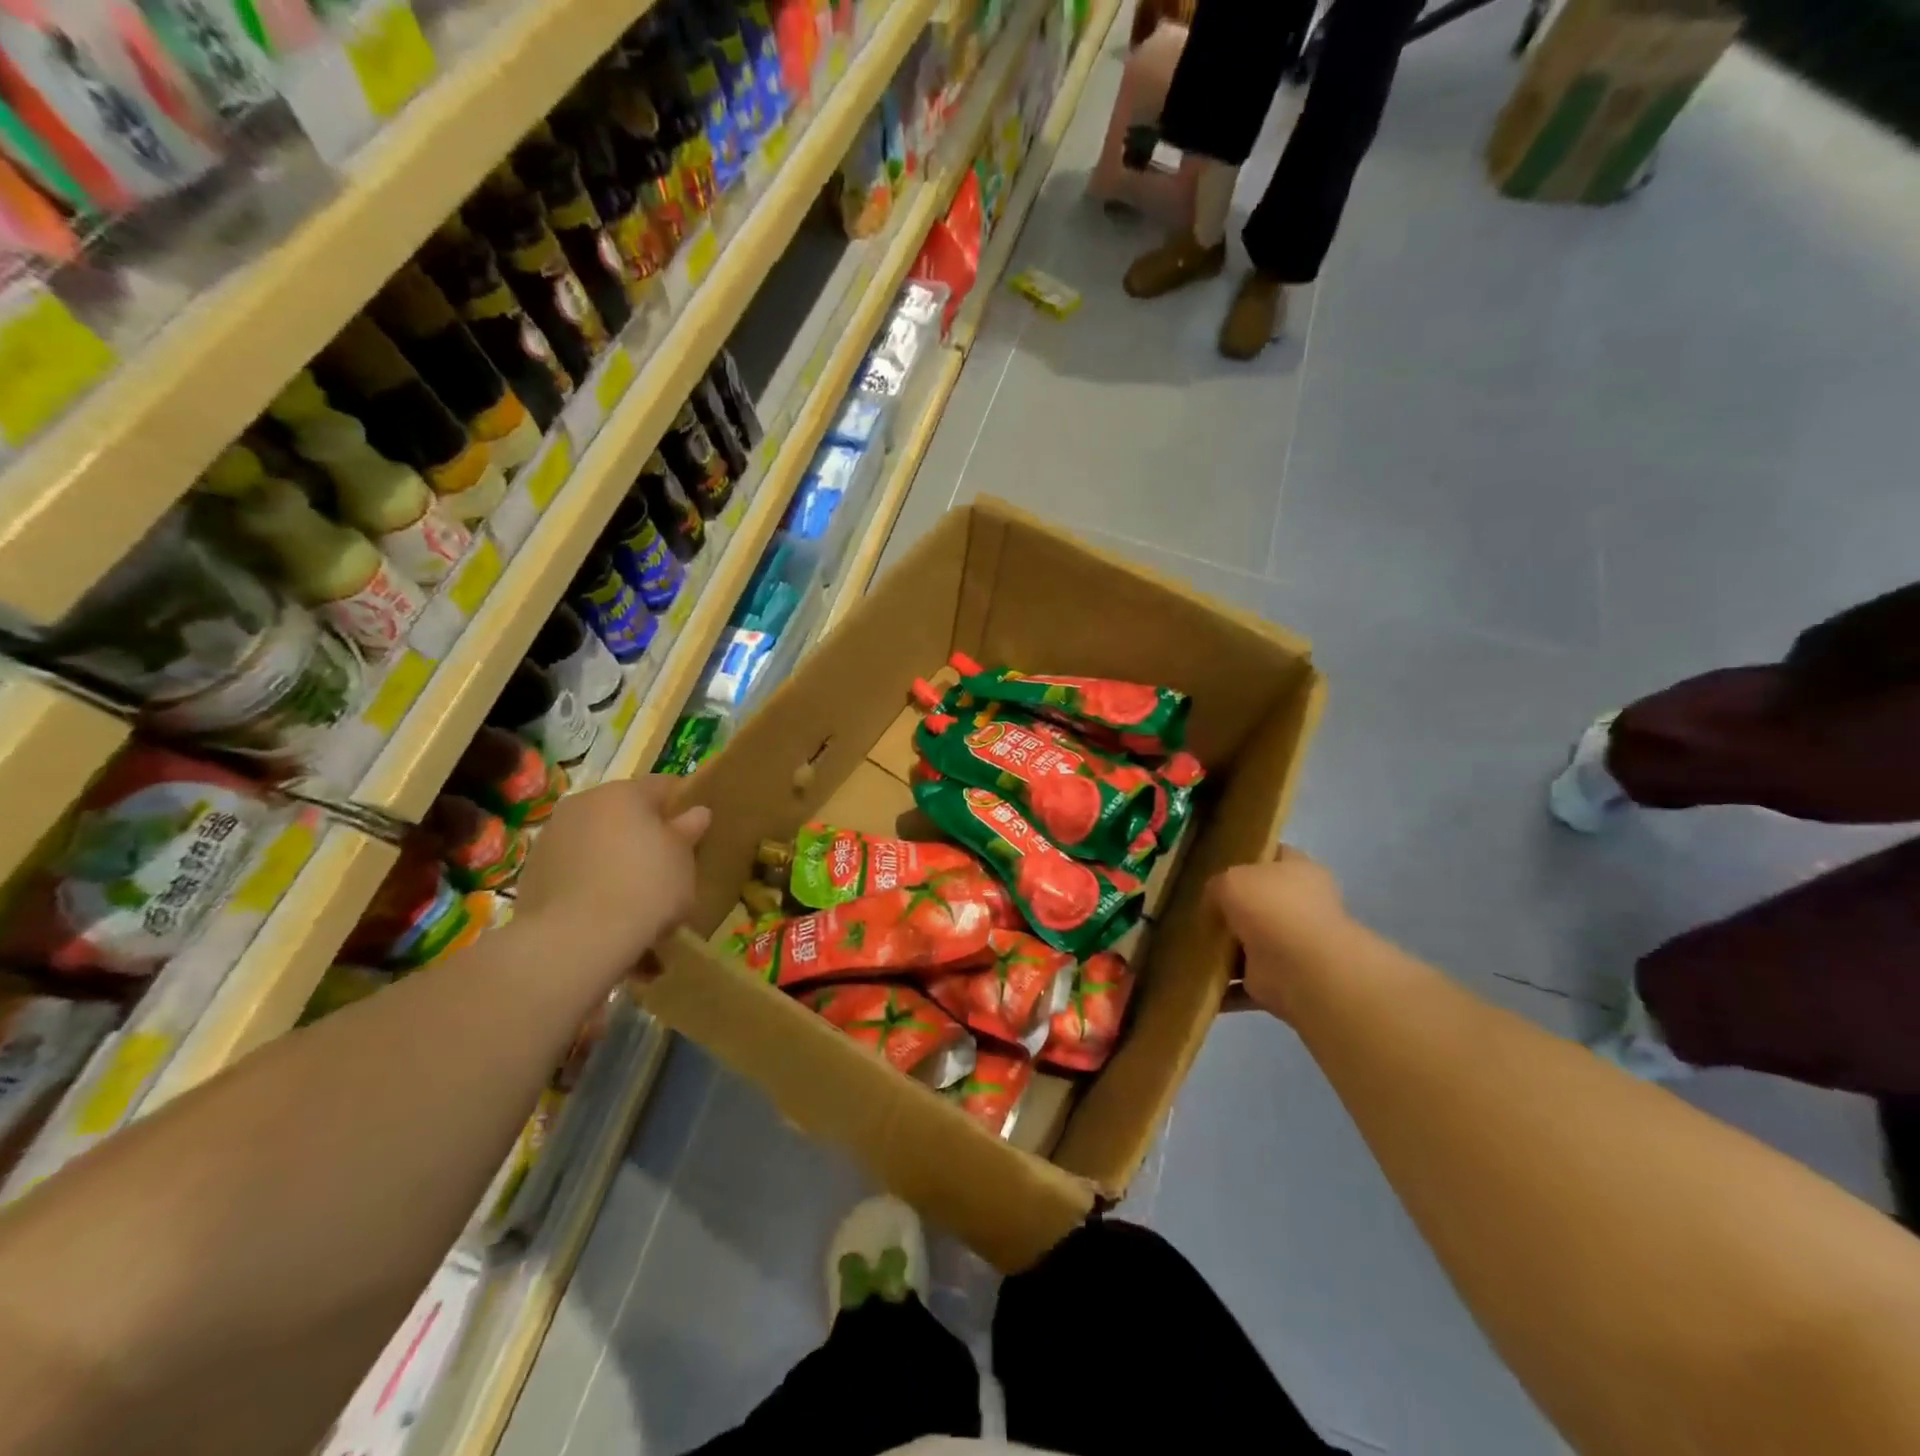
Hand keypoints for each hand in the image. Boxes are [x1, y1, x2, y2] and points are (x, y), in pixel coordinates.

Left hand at [511, 777, 710, 985]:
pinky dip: (589, 883)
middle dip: (644, 833)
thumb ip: (688, 831)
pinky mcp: (531, 873)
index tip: (694, 830)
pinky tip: (604, 912)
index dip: (682, 805)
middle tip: (665, 865)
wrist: (575, 939)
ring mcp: (551, 837)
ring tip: (632, 896)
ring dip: (613, 858)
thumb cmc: (644, 887)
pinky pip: (573, 870)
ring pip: (596, 841)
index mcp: (624, 793)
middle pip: (624, 812)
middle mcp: (583, 804)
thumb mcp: (682, 860)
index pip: (663, 786)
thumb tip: (697, 812)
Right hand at [1210, 848, 1353, 1021]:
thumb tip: (1213, 903)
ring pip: (1250, 943)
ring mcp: (1292, 946)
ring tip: (1186, 945)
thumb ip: (1217, 885)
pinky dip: (1222, 985)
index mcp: (1298, 871)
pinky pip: (1242, 981)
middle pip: (1259, 901)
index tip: (1213, 864)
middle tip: (1194, 907)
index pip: (1272, 855)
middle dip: (1230, 907)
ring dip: (1224, 949)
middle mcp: (1300, 906)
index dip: (1245, 857)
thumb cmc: (1272, 908)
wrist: (1302, 969)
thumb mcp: (1231, 880)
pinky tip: (1193, 980)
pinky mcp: (1280, 981)